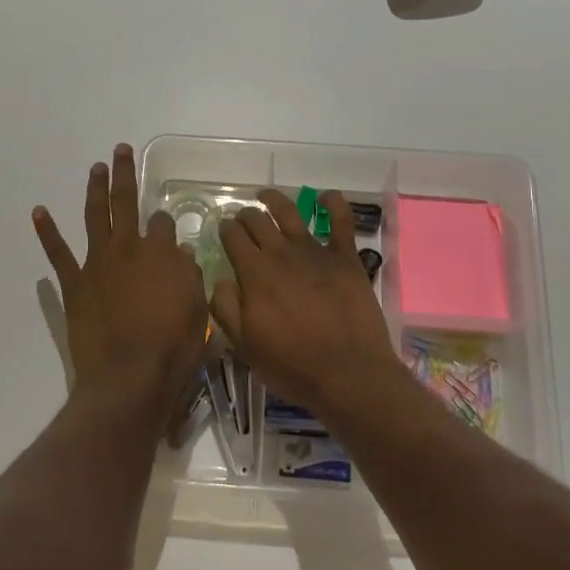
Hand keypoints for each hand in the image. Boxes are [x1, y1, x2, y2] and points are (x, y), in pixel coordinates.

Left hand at [34, 144, 208, 432]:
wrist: (129, 378)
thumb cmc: (172, 348)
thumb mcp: (198, 311)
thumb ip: (190, 277)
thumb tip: (182, 254)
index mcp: (161, 254)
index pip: (163, 224)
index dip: (165, 222)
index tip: (166, 225)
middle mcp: (129, 249)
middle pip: (126, 203)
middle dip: (124, 175)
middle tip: (120, 150)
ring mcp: (98, 264)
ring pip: (95, 216)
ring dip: (94, 189)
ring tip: (95, 167)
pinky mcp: (75, 284)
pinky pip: (58, 253)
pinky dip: (47, 231)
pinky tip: (39, 211)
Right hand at [210, 189, 404, 419]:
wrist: (347, 374)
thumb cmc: (291, 365)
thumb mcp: (244, 346)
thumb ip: (226, 308)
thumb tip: (221, 279)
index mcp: (254, 273)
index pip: (233, 237)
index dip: (225, 230)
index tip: (223, 230)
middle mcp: (282, 253)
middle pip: (258, 221)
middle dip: (245, 215)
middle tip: (242, 218)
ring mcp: (316, 252)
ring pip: (290, 213)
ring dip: (275, 200)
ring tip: (266, 195)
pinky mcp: (345, 259)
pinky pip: (341, 222)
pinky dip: (334, 204)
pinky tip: (327, 196)